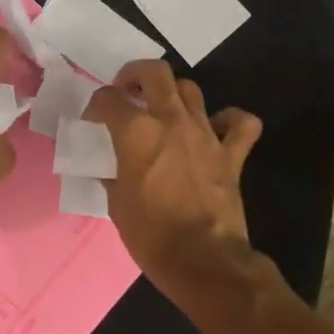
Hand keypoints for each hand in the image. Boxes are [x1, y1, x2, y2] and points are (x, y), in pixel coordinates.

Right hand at [84, 60, 262, 303]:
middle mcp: (171, 121)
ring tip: (163, 108)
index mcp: (136, 132)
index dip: (96, 105)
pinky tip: (216, 128)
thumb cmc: (150, 235)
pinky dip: (230, 120)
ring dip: (173, 93)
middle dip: (135, 74)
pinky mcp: (231, 154)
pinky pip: (240, 124)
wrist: (203, 260)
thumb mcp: (116, 203)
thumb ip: (111, 174)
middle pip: (155, 73)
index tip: (93, 120)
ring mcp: (206, 134)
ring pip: (191, 90)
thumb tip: (109, 167)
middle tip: (127, 90)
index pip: (108, 99)